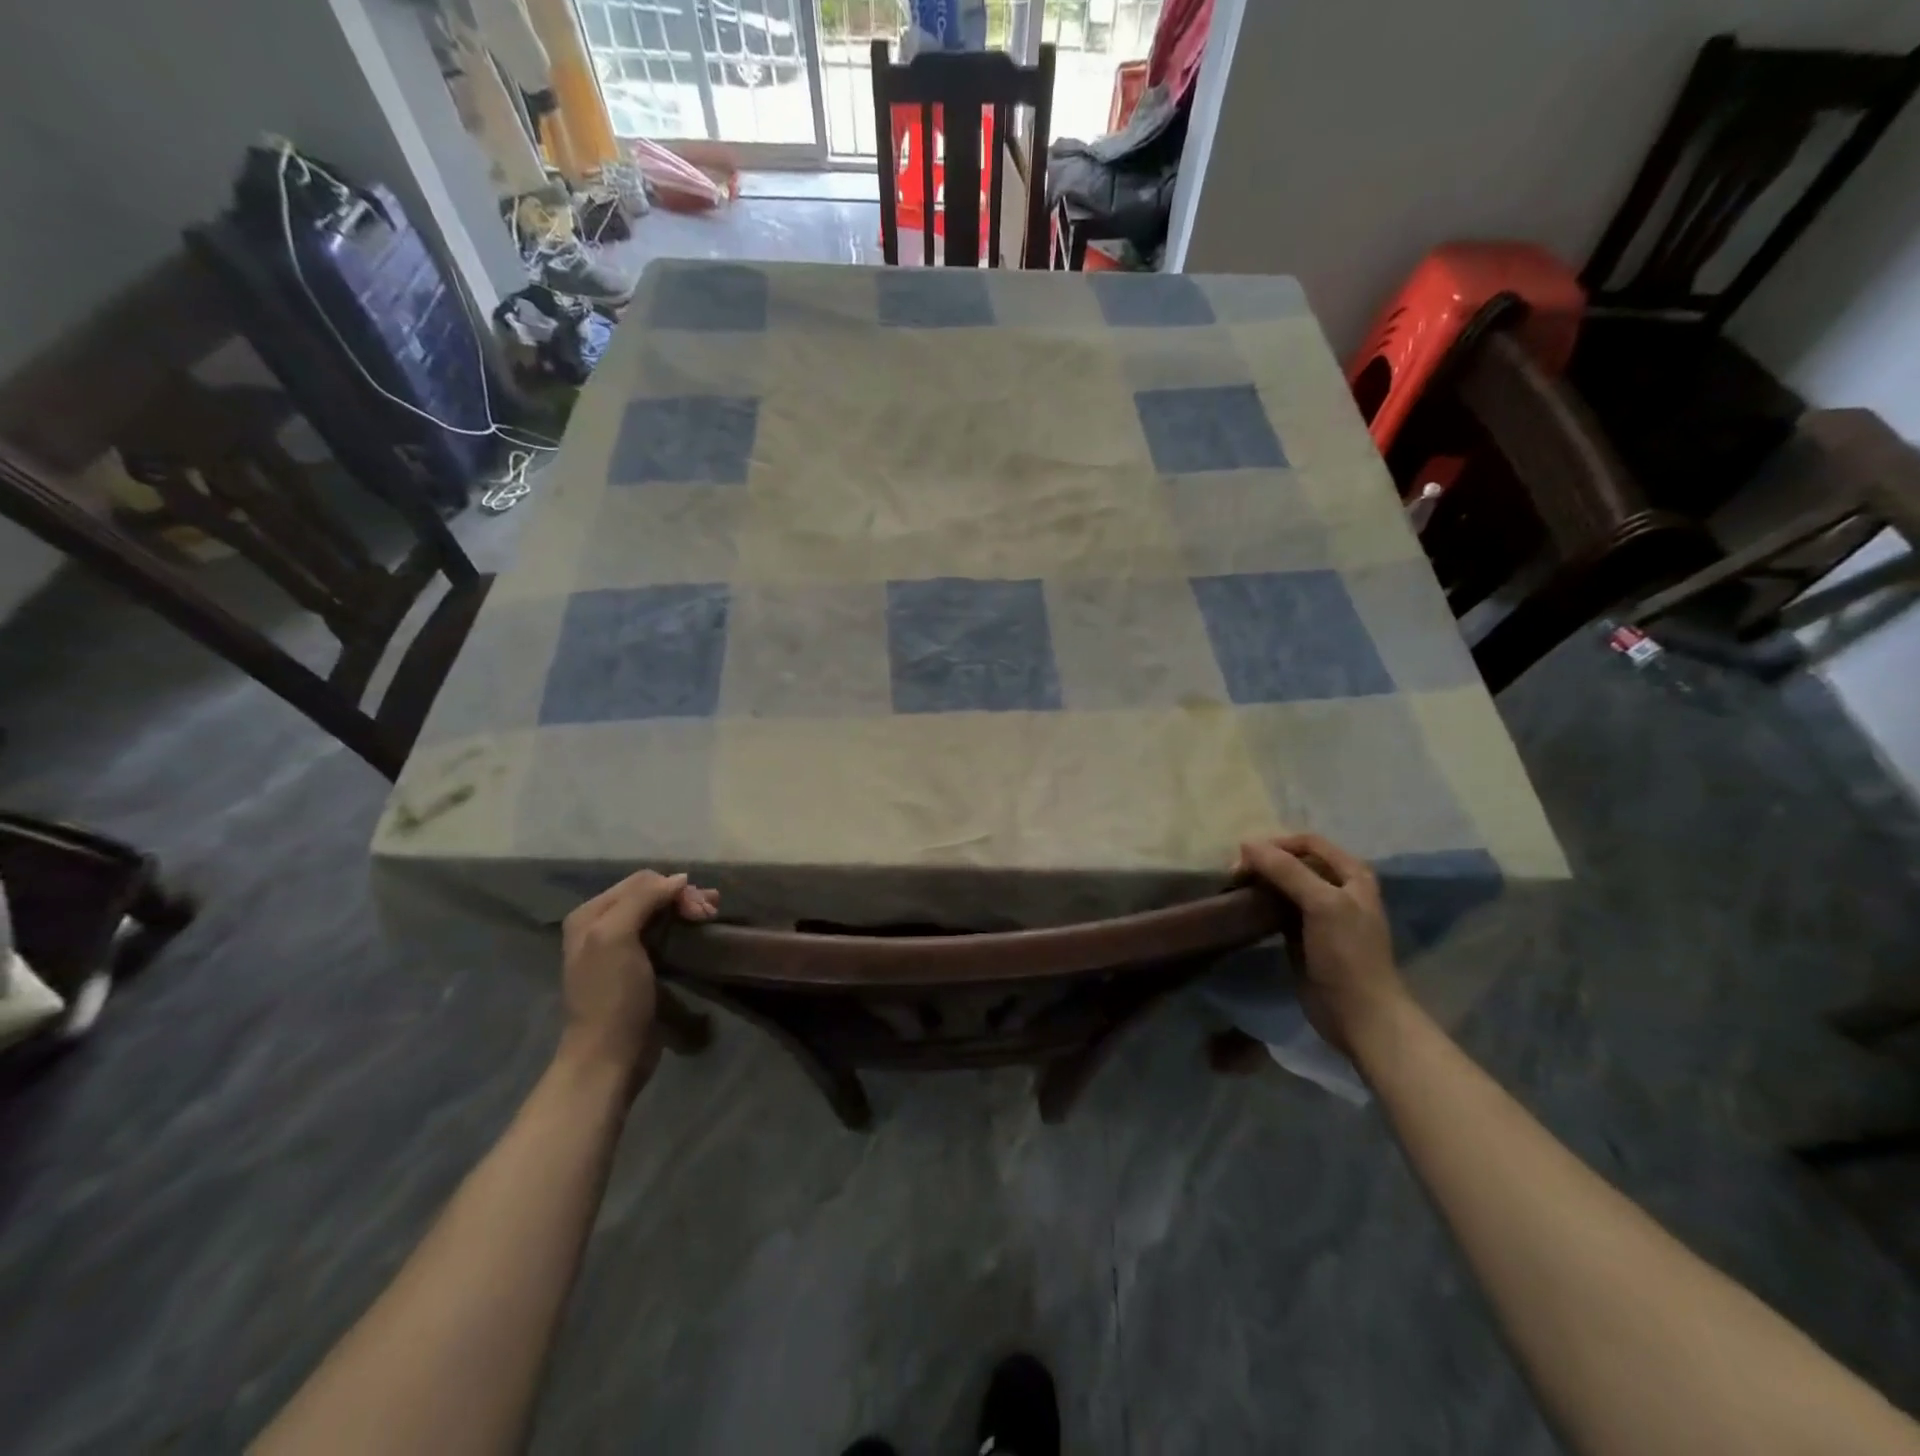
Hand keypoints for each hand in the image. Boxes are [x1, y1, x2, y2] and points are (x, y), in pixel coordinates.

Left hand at [558, 870, 717, 1083]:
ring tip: (712, 916)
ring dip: (687, 909)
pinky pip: (664, 934)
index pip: (641, 881)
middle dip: (683, 897)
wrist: (609, 1056)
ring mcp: (620, 947)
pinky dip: (684, 928)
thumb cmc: (612, 996)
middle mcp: (602, 925)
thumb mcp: (616, 939)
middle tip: (711, 912)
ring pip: (660, 913)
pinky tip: (701, 930)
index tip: (701, 910)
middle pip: (651, 895)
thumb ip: (642, 900)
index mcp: (590, 915)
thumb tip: (679, 878)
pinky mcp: (639, 967)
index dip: (674, 889)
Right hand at [1234, 833, 1405, 1054]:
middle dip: (1264, 862)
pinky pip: (1279, 909)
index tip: (1245, 857)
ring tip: (1235, 889)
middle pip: (1295, 861)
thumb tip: (1246, 844)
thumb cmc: (1347, 954)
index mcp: (1352, 874)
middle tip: (1235, 875)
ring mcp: (1322, 913)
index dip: (1276, 844)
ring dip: (1260, 882)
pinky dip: (1261, 904)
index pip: (1308, 842)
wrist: (1359, 1014)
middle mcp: (1338, 888)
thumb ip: (1286, 870)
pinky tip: (1244, 908)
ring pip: (1284, 885)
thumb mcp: (1323, 904)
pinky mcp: (1305, 936)